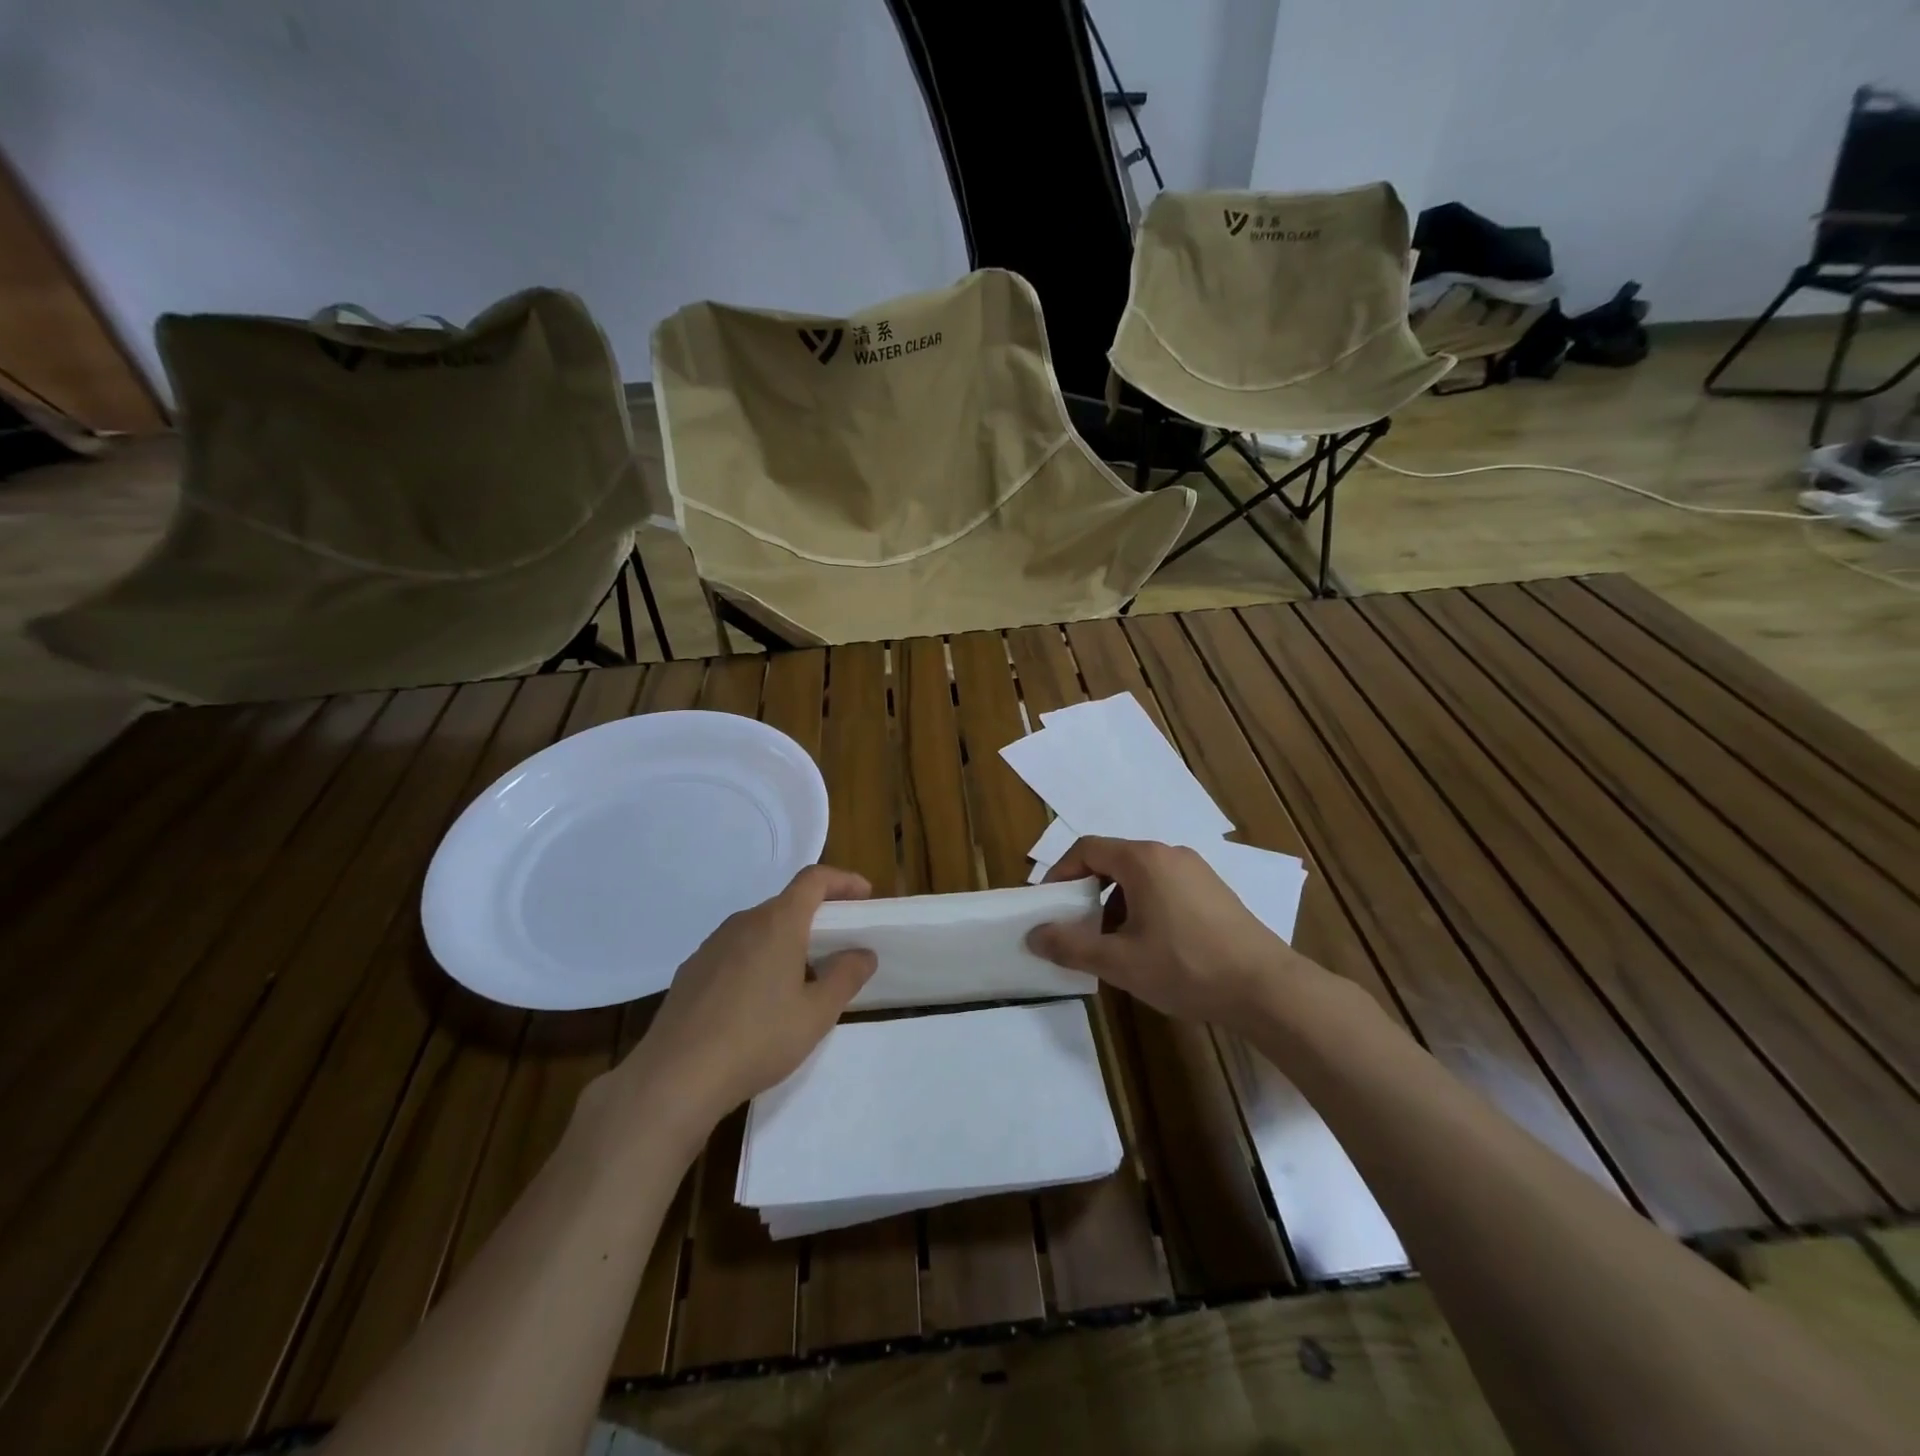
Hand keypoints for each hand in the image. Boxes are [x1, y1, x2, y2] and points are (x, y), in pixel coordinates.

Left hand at [610, 865, 876, 1134]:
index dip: (843, 881)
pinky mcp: (692, 971)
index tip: (864, 897)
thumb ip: (846, 977)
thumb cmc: (758, 1039)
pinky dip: (757, 961)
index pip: (814, 880)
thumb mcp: (816, 1014)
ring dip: (785, 942)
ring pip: (759, 929)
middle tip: (838, 948)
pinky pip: (735, 952)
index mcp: (778, 923)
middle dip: (817, 917)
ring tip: (800, 981)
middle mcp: (743, 923)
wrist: (675, 1077)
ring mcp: (712, 945)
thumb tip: (863, 953)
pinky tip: (758, 1003)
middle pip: (786, 904)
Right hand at [1029, 837, 1331, 1028]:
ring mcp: (1196, 870)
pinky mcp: (1214, 890)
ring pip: (1139, 875)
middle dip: (1087, 891)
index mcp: (1142, 860)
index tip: (1049, 905)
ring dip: (1115, 901)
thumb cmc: (1186, 967)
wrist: (1266, 988)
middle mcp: (1169, 853)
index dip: (1060, 873)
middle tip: (1076, 925)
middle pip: (1112, 860)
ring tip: (1112, 942)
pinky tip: (1150, 944)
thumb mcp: (1119, 961)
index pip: (1086, 849)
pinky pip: (1164, 886)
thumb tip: (1034, 935)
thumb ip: (1071, 945)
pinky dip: (1143, 905)